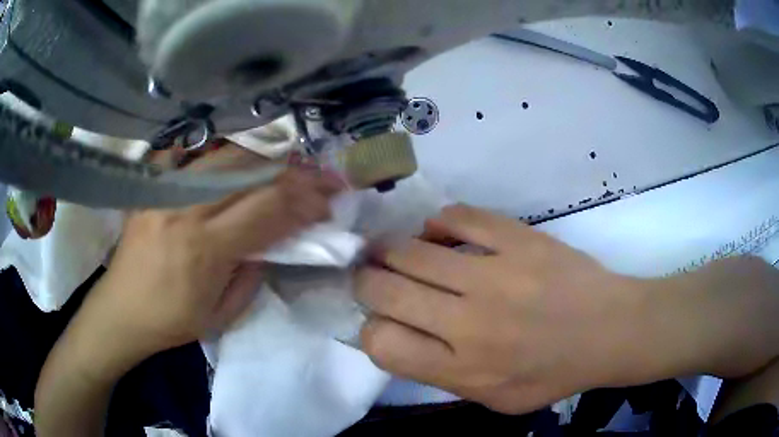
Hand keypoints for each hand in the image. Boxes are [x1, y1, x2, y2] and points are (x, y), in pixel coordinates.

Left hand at [74, 146, 343, 374]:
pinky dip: (224, 151)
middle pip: (251, 173)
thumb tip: (272, 241)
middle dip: (295, 172)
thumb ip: (252, 275)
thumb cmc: (170, 322)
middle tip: (321, 175)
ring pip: (226, 156)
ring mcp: (166, 191)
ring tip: (291, 163)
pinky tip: (242, 155)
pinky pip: (194, 155)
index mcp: (206, 249)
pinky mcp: (152, 185)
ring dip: (266, 157)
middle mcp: (186, 209)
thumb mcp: (221, 316)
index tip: (329, 202)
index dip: (305, 201)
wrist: (121, 310)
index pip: (268, 209)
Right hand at [355, 205, 648, 413]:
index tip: (381, 321)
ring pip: (411, 251)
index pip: (382, 343)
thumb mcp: (494, 400)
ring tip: (392, 251)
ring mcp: (495, 275)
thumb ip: (442, 376)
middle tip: (371, 276)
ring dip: (390, 250)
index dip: (370, 329)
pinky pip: (458, 217)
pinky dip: (438, 224)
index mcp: (464, 369)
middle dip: (366, 281)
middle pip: (384, 290)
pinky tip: (440, 233)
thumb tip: (399, 338)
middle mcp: (470, 323)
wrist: (609, 331)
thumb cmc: (553, 373)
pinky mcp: (518, 239)